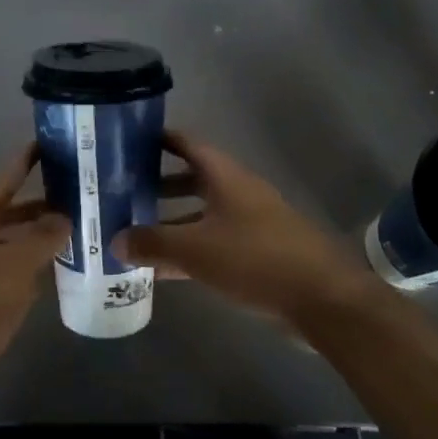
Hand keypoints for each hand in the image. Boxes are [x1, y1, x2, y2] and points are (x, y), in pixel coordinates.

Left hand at [0, 146, 69, 416]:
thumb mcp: (12, 266)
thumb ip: (41, 237)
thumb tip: (65, 214)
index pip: (3, 182)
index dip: (24, 163)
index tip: (48, 144)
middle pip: (10, 214)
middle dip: (41, 204)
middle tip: (81, 194)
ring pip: (14, 246)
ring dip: (42, 238)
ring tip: (81, 231)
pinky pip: (14, 276)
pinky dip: (36, 270)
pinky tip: (61, 274)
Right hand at [117, 131, 374, 329]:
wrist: (322, 299)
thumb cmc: (255, 259)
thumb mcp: (196, 250)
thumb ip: (153, 243)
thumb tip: (115, 240)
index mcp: (225, 176)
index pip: (187, 144)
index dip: (159, 139)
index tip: (129, 141)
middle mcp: (238, 192)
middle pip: (192, 179)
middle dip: (159, 184)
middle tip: (124, 191)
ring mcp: (250, 223)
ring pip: (202, 213)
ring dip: (172, 221)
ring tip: (135, 231)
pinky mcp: (258, 253)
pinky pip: (214, 243)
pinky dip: (190, 249)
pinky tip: (164, 270)